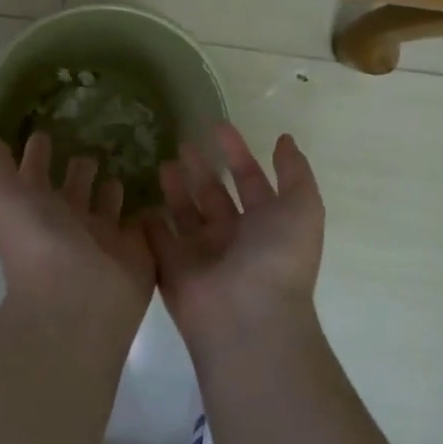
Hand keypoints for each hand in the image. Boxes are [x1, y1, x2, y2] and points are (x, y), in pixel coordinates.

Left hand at [0, 131, 154, 340]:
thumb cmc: (37, 243)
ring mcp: (102, 238)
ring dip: (111, 188)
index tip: (43, 132)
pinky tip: (154, 190)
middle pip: (74, 189)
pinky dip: (146, 209)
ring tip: (120, 165)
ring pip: (107, 205)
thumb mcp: (5, 196)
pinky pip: (142, 223)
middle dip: (80, 169)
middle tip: (91, 145)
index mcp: (37, 210)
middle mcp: (68, 223)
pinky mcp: (135, 250)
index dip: (36, 154)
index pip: (35, 176)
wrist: (78, 300)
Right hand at [147, 123, 324, 354]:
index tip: (217, 126)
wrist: (247, 317)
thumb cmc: (277, 257)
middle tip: (182, 144)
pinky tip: (141, 201)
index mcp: (266, 224)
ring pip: (186, 215)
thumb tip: (285, 139)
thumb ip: (294, 171)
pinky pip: (159, 241)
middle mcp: (234, 239)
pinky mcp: (172, 271)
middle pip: (214, 196)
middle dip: (201, 170)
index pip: (250, 181)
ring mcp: (203, 256)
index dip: (237, 153)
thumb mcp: (302, 206)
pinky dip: (150, 223)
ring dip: (176, 190)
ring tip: (163, 164)